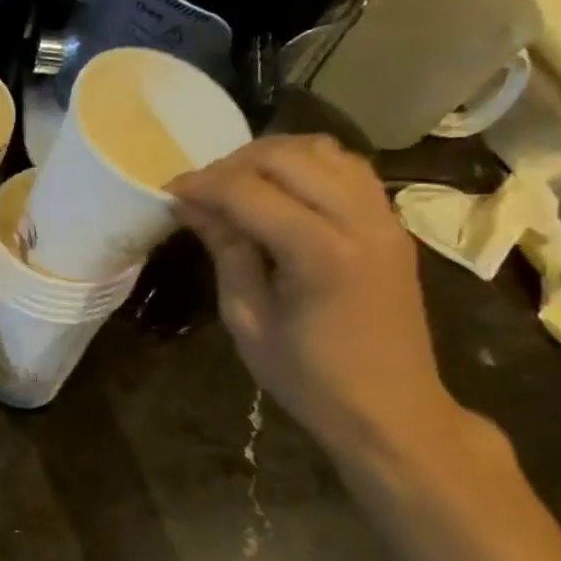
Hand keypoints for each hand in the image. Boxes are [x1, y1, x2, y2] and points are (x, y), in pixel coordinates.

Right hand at [172, 136, 462, 458]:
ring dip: (271, 157)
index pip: (248, 191)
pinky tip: (280, 190)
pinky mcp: (392, 223)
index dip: (201, 185)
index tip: (168, 194)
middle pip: (286, 156)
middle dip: (232, 165)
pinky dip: (306, 165)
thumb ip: (225, 251)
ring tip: (237, 185)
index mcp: (320, 254)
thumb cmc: (308, 378)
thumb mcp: (246, 319)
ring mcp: (384, 218)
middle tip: (200, 192)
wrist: (391, 409)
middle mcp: (360, 221)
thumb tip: (192, 206)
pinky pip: (347, 167)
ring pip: (321, 150)